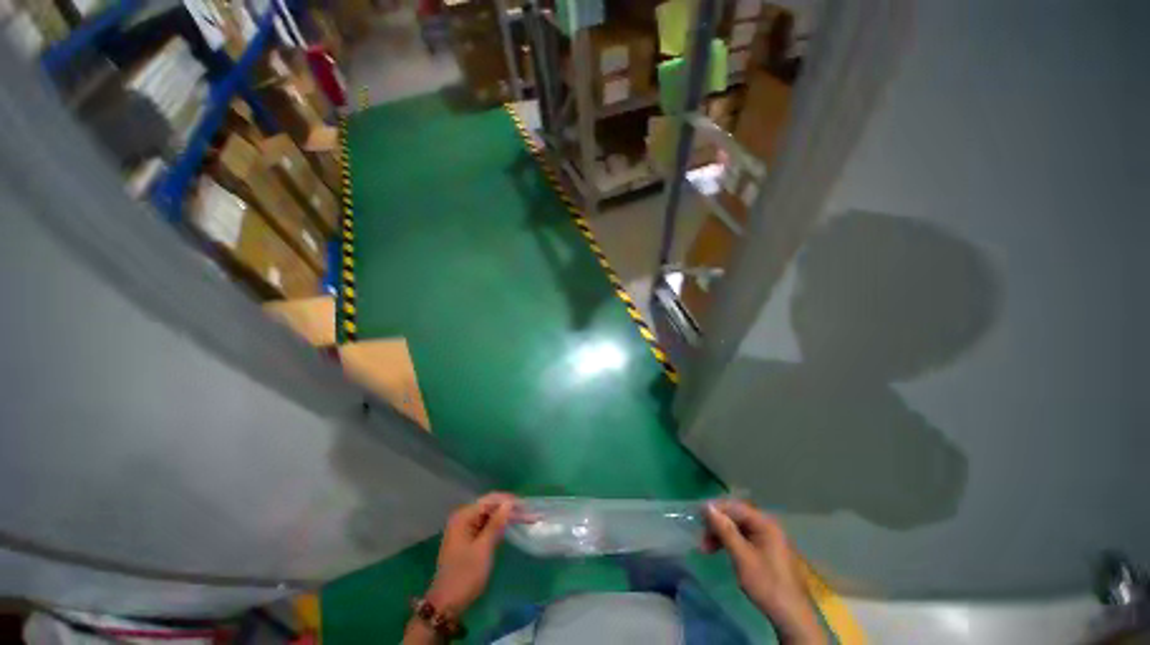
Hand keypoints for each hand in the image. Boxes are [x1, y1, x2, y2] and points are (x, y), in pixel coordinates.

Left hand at [425, 492, 515, 615]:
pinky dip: (497, 526)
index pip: (490, 500)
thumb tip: (509, 503)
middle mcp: (462, 518)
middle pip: (489, 506)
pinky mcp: (466, 539)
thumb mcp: (483, 549)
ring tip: (523, 518)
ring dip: (504, 517)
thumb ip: (496, 524)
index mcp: (463, 517)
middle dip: (507, 508)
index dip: (508, 501)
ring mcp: (463, 529)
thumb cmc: (464, 576)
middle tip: (527, 513)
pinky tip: (509, 528)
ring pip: (488, 516)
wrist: (446, 605)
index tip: (526, 506)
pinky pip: (484, 525)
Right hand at [704, 501, 824, 644]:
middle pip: (736, 517)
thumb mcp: (742, 556)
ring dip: (721, 536)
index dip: (715, 509)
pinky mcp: (766, 551)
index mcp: (765, 523)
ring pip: (738, 528)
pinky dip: (730, 543)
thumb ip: (725, 530)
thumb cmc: (766, 584)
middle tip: (701, 538)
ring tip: (706, 549)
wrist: (791, 616)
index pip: (735, 506)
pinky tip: (721, 552)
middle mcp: (767, 526)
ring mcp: (768, 539)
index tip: (697, 516)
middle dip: (717, 525)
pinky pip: (744, 539)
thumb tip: (707, 506)